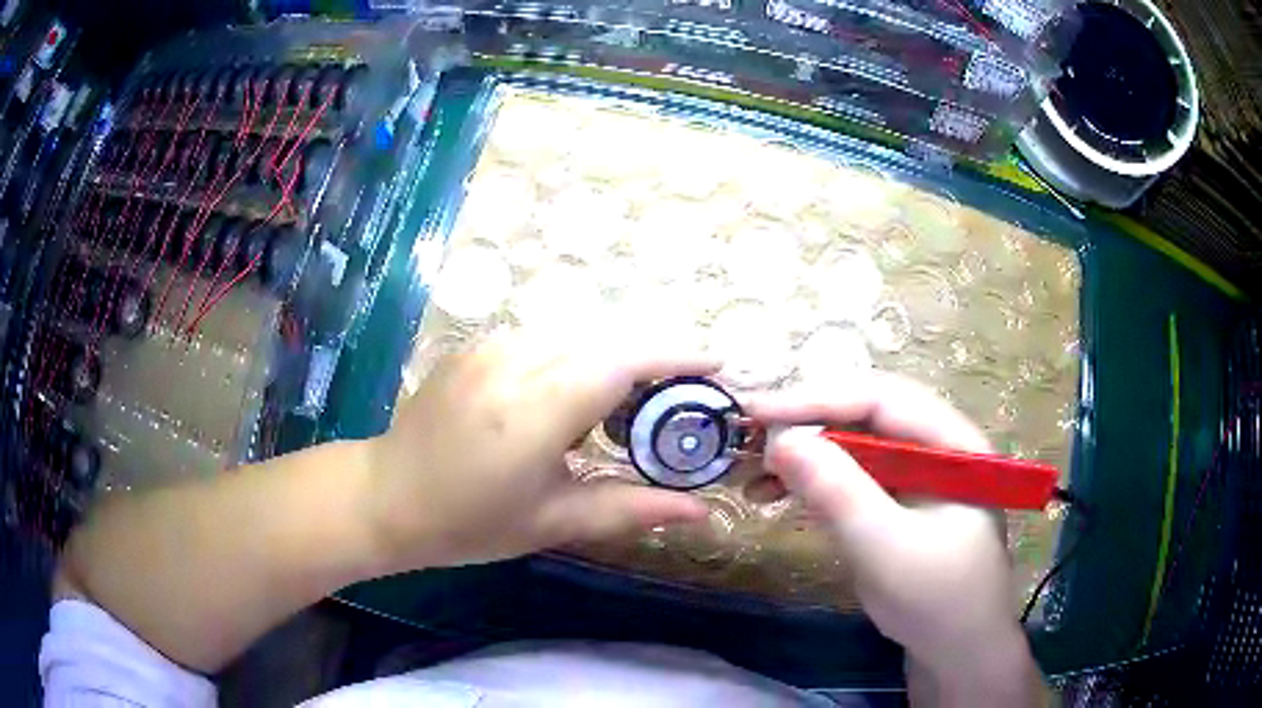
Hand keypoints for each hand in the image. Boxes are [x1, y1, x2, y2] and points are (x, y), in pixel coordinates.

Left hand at [365, 328, 712, 570]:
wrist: (387, 496)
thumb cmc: (468, 522)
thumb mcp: (553, 521)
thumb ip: (631, 509)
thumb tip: (701, 511)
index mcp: (535, 409)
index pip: (622, 361)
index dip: (675, 356)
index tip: (716, 365)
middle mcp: (515, 361)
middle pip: (606, 339)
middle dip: (654, 359)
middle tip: (682, 396)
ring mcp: (491, 346)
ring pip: (577, 334)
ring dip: (614, 357)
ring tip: (633, 402)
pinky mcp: (477, 345)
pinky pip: (545, 338)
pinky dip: (577, 356)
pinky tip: (577, 395)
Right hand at [746, 373, 1021, 670]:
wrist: (958, 652)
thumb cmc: (936, 600)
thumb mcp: (886, 548)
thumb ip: (839, 492)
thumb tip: (780, 440)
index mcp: (953, 442)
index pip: (881, 399)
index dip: (816, 399)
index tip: (755, 411)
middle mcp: (938, 446)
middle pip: (868, 416)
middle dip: (808, 424)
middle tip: (750, 439)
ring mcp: (920, 476)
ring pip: (857, 446)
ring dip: (808, 456)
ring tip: (756, 476)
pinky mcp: (902, 503)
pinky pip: (856, 478)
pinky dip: (818, 484)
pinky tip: (781, 497)